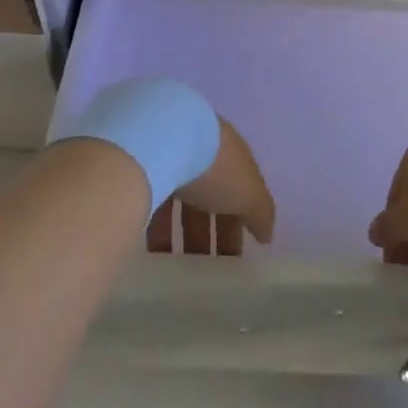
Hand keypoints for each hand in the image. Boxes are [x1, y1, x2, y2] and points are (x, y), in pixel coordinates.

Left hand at [150, 116, 275, 256]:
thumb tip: (267, 234)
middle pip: (209, 192)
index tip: (238, 252)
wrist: (159, 140)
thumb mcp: (249, 192)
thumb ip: (261, 213)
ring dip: (182, 232)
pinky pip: (152, 200)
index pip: (239, 185)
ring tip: (180, 267)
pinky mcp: (140, 165)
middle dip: (211, 229)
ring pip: (179, 198)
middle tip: (210, 265)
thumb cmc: (213, 166)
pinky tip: (155, 251)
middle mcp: (200, 147)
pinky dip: (156, 226)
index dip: (241, 218)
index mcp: (229, 149)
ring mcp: (168, 153)